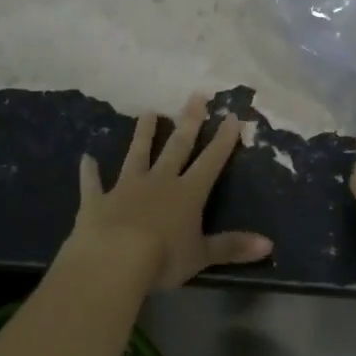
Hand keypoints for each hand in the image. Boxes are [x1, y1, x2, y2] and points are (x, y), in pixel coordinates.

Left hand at [69, 94, 272, 290]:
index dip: (223, 140)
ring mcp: (126, 188)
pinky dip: (90, 171)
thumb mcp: (202, 256)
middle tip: (195, 95)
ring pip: (137, 155)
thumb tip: (269, 245)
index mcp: (187, 194)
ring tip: (149, 112)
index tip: (231, 116)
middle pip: (177, 147)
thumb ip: (232, 247)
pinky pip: (93, 183)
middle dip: (188, 121)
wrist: (113, 260)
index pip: (211, 161)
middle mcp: (159, 182)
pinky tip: (86, 158)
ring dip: (144, 134)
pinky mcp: (97, 201)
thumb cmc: (163, 258)